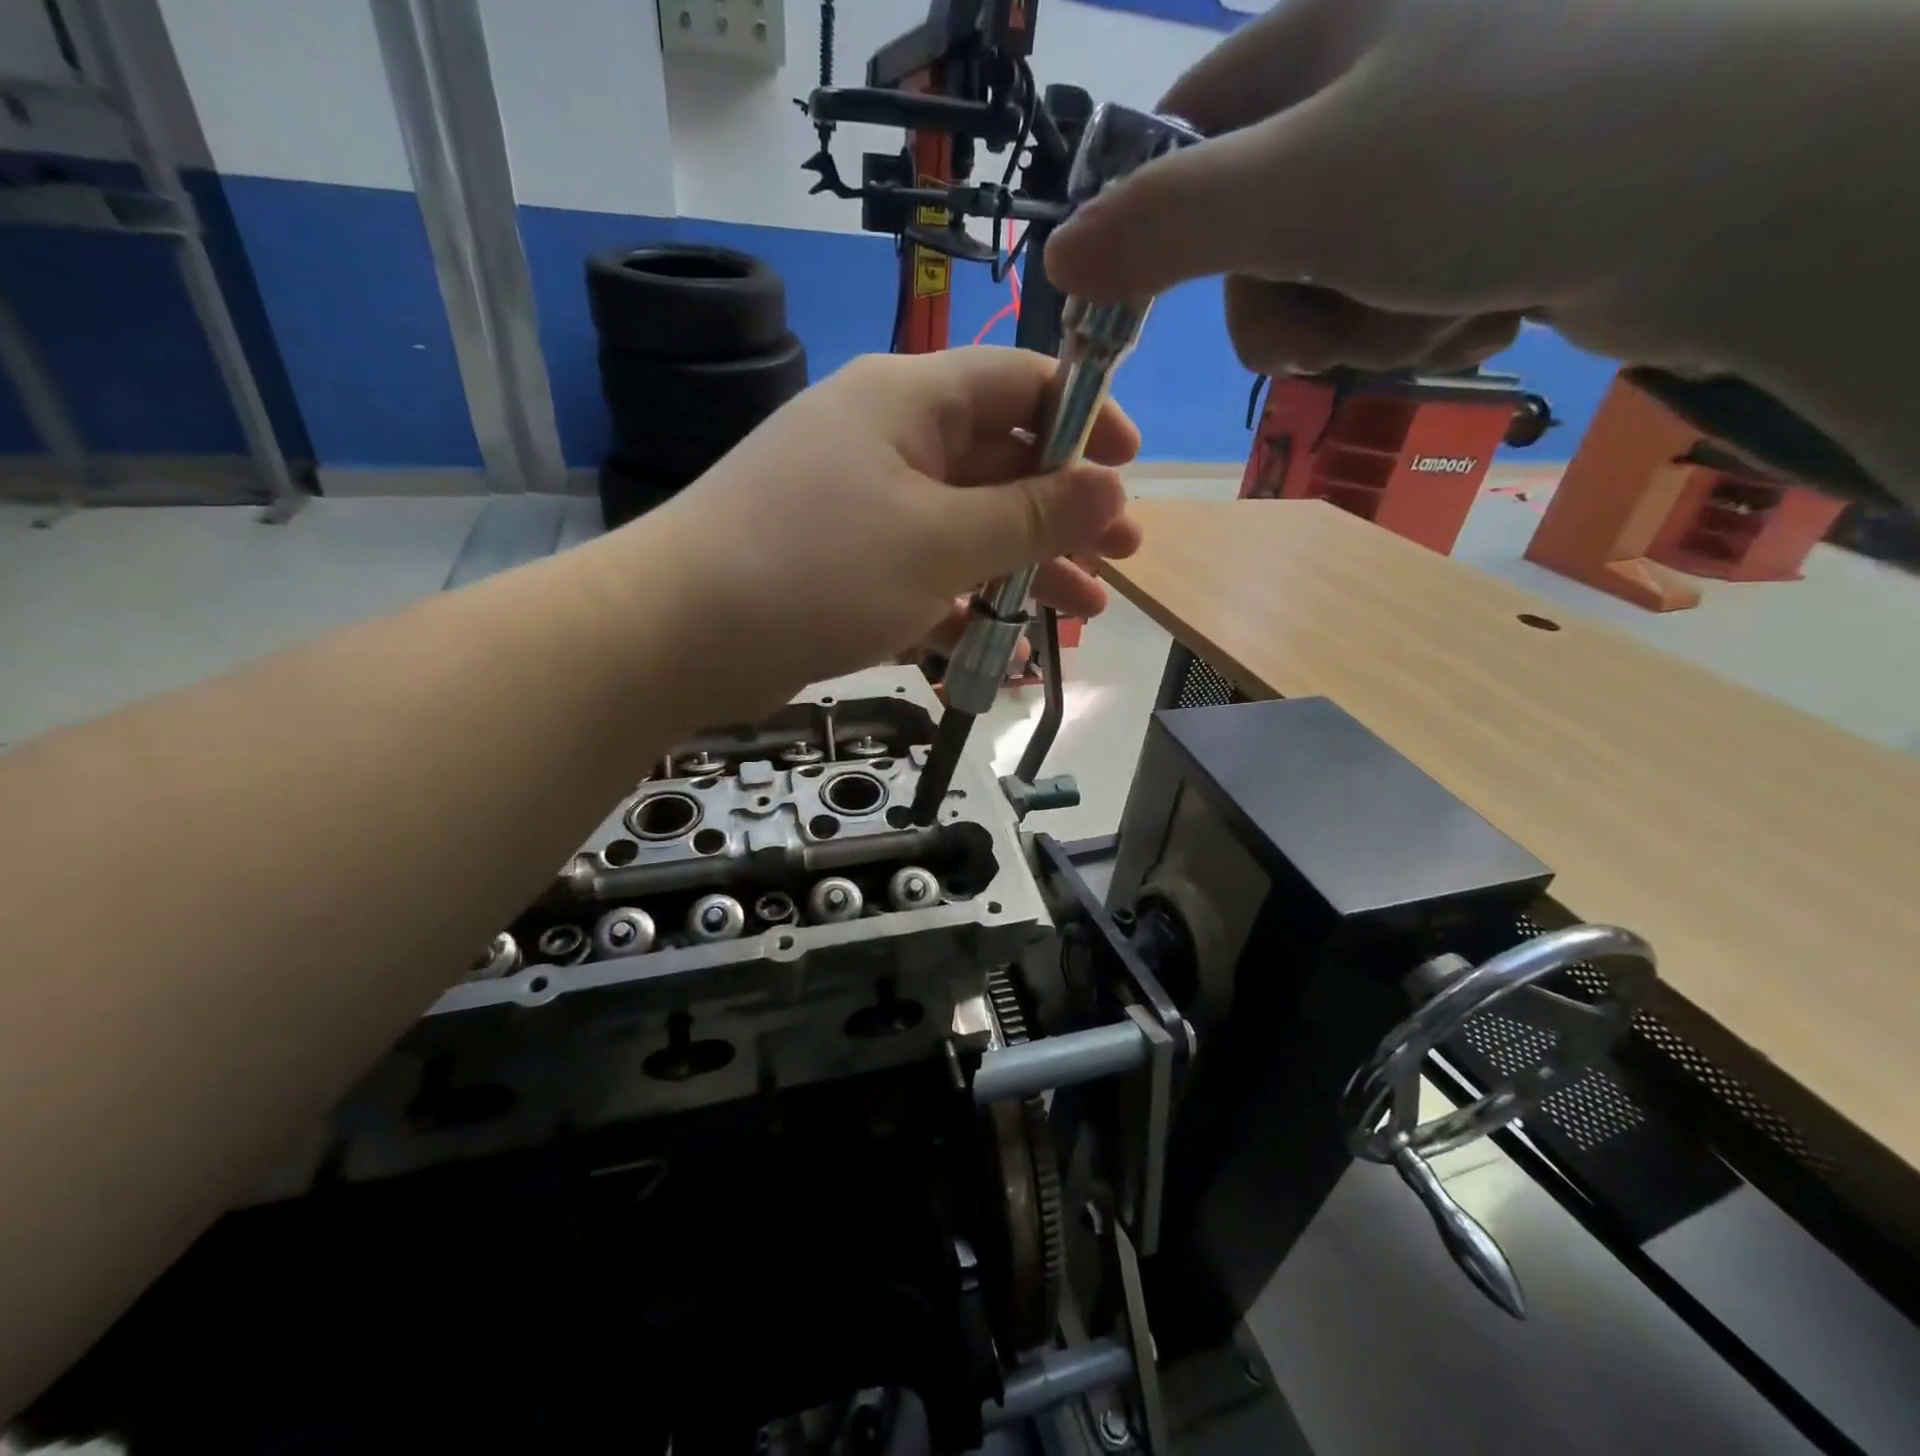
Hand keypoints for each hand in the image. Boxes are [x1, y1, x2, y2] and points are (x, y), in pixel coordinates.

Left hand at [630, 347, 1140, 717]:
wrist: (678, 636)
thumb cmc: (818, 569)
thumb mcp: (940, 542)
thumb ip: (1031, 515)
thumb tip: (1113, 487)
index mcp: (908, 401)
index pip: (1018, 382)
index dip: (1084, 418)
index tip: (1132, 468)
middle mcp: (887, 441)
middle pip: (999, 462)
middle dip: (1064, 512)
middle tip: (1122, 557)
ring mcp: (864, 507)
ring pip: (967, 527)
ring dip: (1026, 568)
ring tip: (1085, 611)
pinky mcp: (846, 566)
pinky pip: (926, 575)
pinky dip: (967, 607)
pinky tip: (1009, 650)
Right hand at [1045, 0, 1915, 483]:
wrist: (1754, 189)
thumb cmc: (1509, 159)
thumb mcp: (1302, 189)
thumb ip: (1166, 223)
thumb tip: (1058, 257)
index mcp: (1329, 25)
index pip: (1181, 138)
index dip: (1155, 232)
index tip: (1154, 310)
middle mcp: (1377, 73)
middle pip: (1249, 237)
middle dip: (1289, 308)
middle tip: (1347, 311)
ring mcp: (1435, 147)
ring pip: (1321, 283)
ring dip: (1361, 329)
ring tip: (1441, 304)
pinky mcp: (1484, 211)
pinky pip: (1393, 296)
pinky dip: (1420, 327)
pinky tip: (1487, 308)